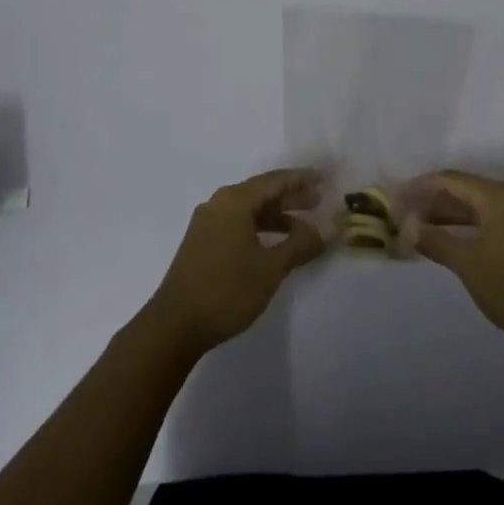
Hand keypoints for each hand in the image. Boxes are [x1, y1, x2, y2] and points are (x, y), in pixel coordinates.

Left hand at [143, 169, 324, 356]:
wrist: (174, 325)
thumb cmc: (226, 290)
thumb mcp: (270, 268)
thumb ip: (301, 244)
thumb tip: (329, 228)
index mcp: (234, 201)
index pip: (275, 181)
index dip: (302, 179)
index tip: (324, 179)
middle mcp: (219, 204)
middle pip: (261, 192)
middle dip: (291, 197)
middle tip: (319, 201)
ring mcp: (207, 223)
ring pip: (249, 210)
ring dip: (277, 216)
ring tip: (304, 227)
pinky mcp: (202, 242)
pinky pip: (238, 223)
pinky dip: (260, 228)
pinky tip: (275, 244)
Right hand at [415, 171, 503, 354]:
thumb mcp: (468, 264)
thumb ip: (436, 241)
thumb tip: (408, 228)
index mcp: (498, 196)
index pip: (451, 179)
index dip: (420, 186)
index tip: (394, 197)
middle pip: (463, 189)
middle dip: (431, 199)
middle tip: (401, 211)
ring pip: (475, 206)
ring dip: (446, 214)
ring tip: (416, 224)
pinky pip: (487, 220)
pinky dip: (464, 226)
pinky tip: (445, 238)